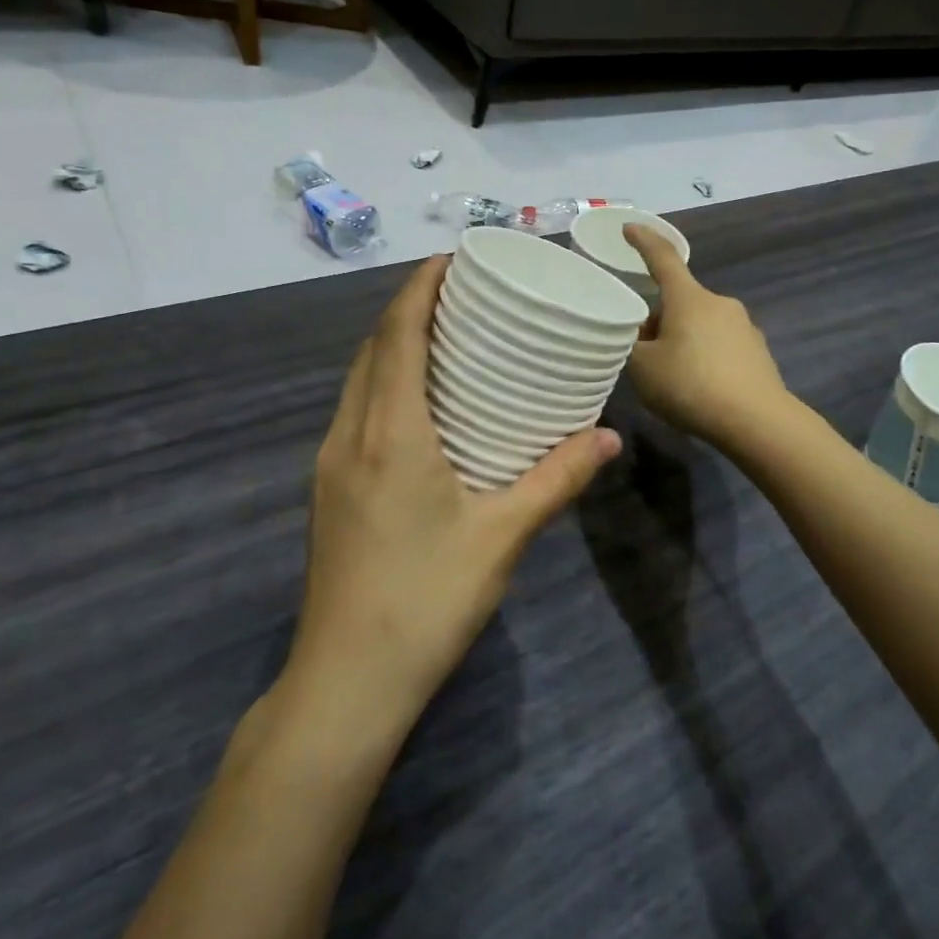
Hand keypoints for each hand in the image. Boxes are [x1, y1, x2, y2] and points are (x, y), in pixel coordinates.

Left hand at [293, 255, 620, 735]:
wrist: (348, 680)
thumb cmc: (427, 600)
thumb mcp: (503, 535)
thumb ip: (558, 479)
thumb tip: (609, 436)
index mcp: (389, 433)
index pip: (397, 335)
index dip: (419, 287)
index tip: (452, 258)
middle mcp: (350, 435)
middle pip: (373, 348)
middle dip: (409, 308)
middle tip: (461, 293)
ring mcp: (331, 464)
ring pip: (358, 380)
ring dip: (394, 346)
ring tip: (444, 336)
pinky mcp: (330, 490)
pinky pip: (356, 411)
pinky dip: (384, 383)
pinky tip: (420, 403)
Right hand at [624, 224, 791, 447]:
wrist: (756, 421)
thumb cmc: (691, 386)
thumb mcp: (643, 369)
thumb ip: (632, 346)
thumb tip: (643, 337)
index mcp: (689, 298)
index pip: (662, 258)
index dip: (643, 241)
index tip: (629, 227)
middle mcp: (719, 303)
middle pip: (680, 301)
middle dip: (659, 320)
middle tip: (642, 353)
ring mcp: (744, 326)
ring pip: (700, 324)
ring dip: (682, 340)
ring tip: (671, 378)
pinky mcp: (757, 352)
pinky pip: (720, 345)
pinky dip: (704, 358)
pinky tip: (700, 389)